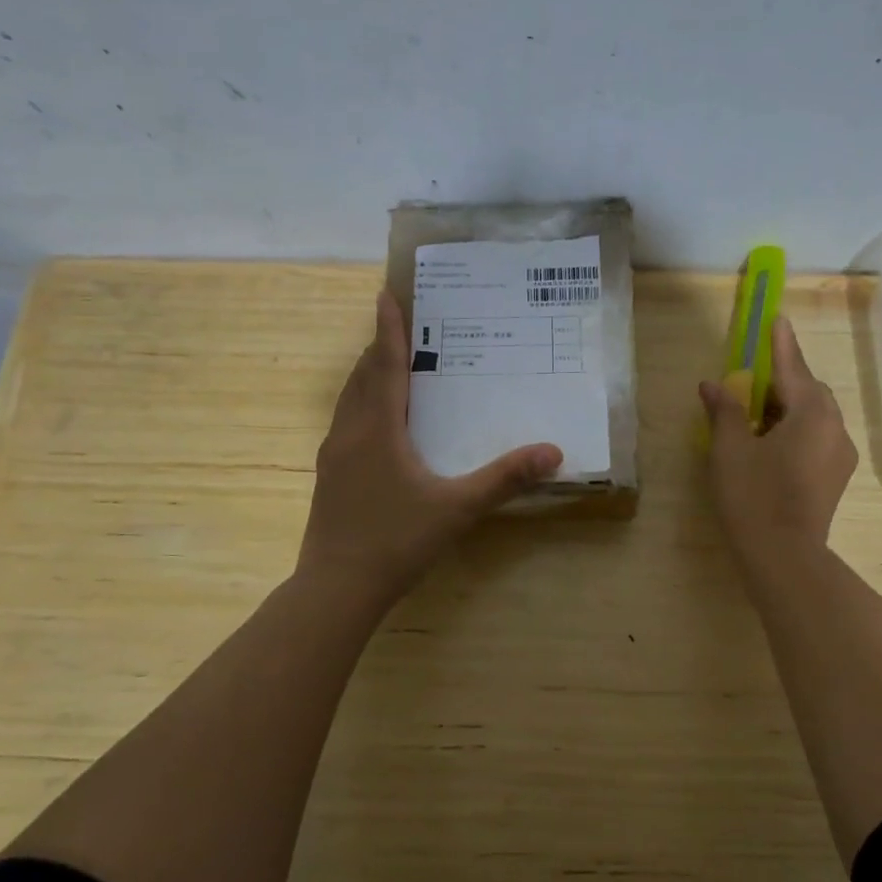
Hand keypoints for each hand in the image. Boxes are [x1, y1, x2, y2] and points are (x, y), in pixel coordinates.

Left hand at [299, 291, 561, 606]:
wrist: (336, 588)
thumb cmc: (396, 541)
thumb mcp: (458, 508)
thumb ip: (504, 478)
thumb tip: (552, 452)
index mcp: (378, 429)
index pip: (386, 366)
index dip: (389, 329)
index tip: (386, 294)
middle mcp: (350, 433)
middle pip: (363, 377)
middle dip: (380, 347)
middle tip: (399, 324)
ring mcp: (333, 455)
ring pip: (349, 400)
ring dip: (367, 375)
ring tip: (388, 363)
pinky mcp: (329, 476)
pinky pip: (346, 423)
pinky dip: (362, 404)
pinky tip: (377, 422)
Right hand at [700, 316, 857, 566]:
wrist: (784, 556)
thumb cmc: (753, 496)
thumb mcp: (730, 449)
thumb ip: (724, 411)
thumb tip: (713, 385)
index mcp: (811, 414)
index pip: (792, 369)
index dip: (781, 344)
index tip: (778, 320)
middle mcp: (834, 428)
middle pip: (810, 391)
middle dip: (784, 379)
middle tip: (755, 377)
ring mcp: (840, 455)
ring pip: (816, 416)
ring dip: (790, 406)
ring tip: (759, 412)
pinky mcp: (836, 477)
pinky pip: (819, 437)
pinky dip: (798, 429)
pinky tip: (773, 442)